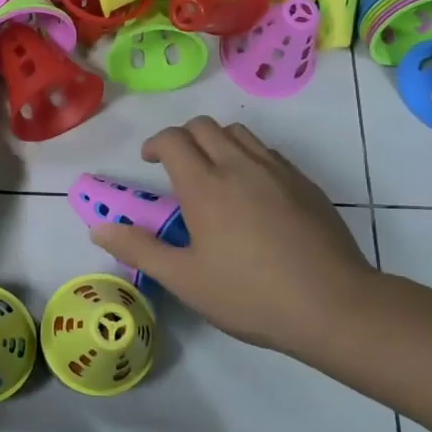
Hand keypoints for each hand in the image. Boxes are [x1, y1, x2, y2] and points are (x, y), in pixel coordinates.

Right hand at [90, 117, 373, 355]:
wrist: (333, 305)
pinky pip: (267, 152)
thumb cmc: (250, 295)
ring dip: (216, 141)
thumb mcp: (185, 280)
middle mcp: (239, 165)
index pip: (172, 139)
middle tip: (176, 166)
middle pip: (204, 126)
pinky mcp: (304, 183)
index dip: (155, 143)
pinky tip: (251, 191)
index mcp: (205, 185)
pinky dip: (248, 156)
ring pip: (238, 132)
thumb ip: (140, 248)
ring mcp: (276, 170)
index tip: (148, 161)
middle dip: (183, 137)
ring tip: (213, 173)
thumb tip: (98, 228)